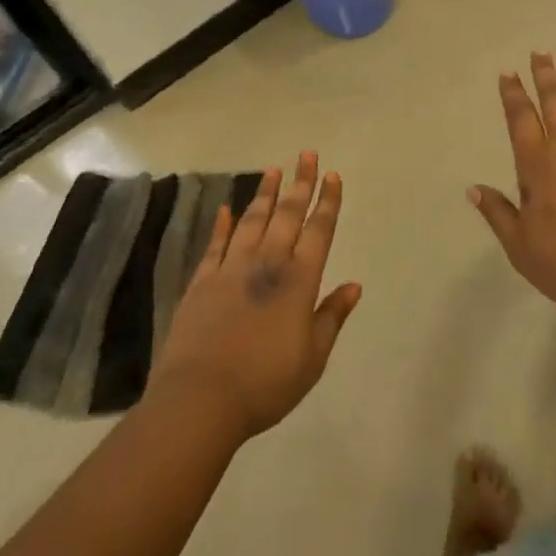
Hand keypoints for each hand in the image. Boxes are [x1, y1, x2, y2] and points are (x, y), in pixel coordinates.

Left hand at [149, 156, 360, 441]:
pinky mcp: (201, 282)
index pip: (318, 231)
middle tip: (307, 155)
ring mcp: (231, 269)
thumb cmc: (265, 383)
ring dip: (265, 194)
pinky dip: (221, 224)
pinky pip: (215, 244)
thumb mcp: (312, 358)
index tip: (333, 175)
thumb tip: (354, 285)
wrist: (200, 400)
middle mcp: (267, 265)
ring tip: (273, 170)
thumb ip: (332, 317)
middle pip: (287, 216)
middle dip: (300, 184)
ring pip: (252, 221)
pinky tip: (225, 208)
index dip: (328, 202)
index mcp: (299, 282)